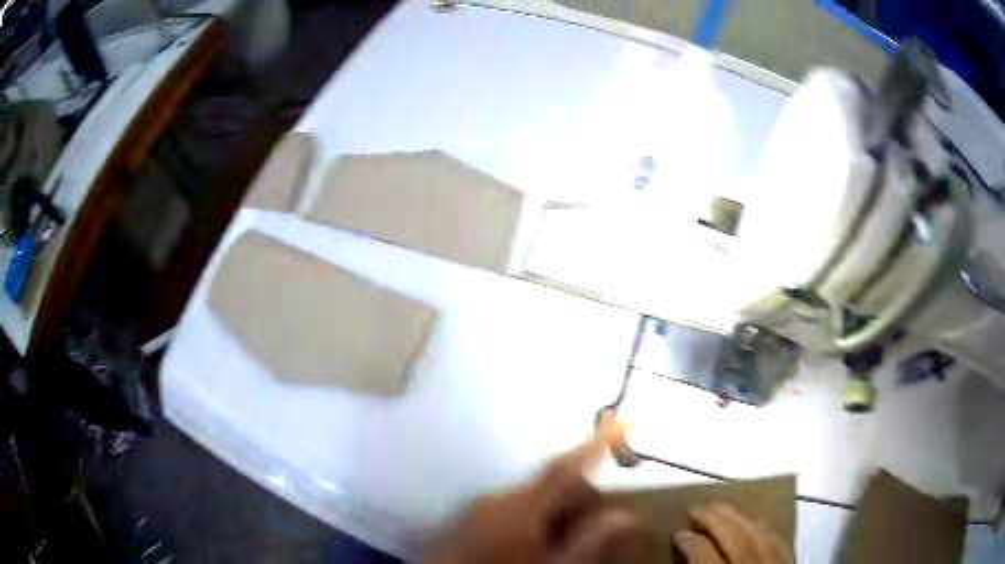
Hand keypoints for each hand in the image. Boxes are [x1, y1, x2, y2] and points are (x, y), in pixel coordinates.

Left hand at [422, 435, 636, 563]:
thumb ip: (586, 544)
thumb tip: (625, 517)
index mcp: (519, 507)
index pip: (567, 466)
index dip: (599, 442)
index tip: (625, 418)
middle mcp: (496, 497)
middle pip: (551, 482)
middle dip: (580, 495)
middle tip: (598, 524)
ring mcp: (478, 506)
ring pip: (531, 496)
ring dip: (556, 510)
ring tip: (563, 542)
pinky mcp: (468, 517)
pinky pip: (510, 506)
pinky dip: (532, 517)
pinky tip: (532, 544)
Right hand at [673, 502, 792, 563]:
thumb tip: (684, 552)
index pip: (704, 553)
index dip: (688, 541)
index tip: (678, 533)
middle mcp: (753, 563)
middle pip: (734, 534)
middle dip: (714, 518)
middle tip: (697, 507)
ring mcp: (776, 561)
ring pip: (759, 531)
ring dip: (738, 516)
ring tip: (721, 507)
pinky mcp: (791, 559)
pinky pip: (778, 538)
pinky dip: (764, 526)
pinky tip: (756, 521)